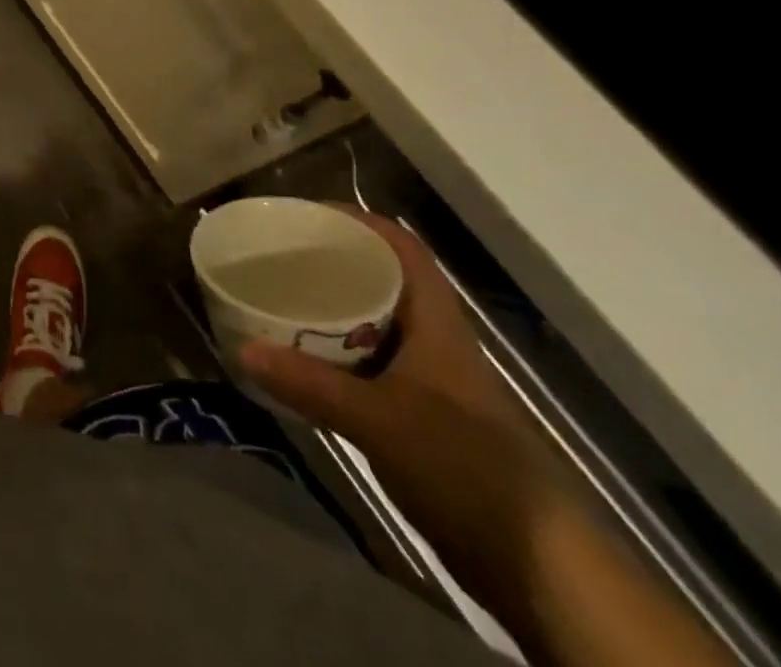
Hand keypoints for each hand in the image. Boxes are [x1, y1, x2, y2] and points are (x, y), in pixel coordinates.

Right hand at [238, 208, 563, 587]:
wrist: (538, 566)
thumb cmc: (465, 467)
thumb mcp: (380, 421)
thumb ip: (310, 385)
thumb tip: (243, 350)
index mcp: (434, 321)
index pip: (401, 248)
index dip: (359, 221)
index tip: (307, 214)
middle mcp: (432, 339)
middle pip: (381, 280)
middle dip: (332, 262)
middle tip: (279, 255)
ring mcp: (429, 380)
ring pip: (372, 324)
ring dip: (330, 310)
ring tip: (278, 298)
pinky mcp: (420, 416)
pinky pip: (368, 365)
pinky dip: (334, 354)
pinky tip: (301, 362)